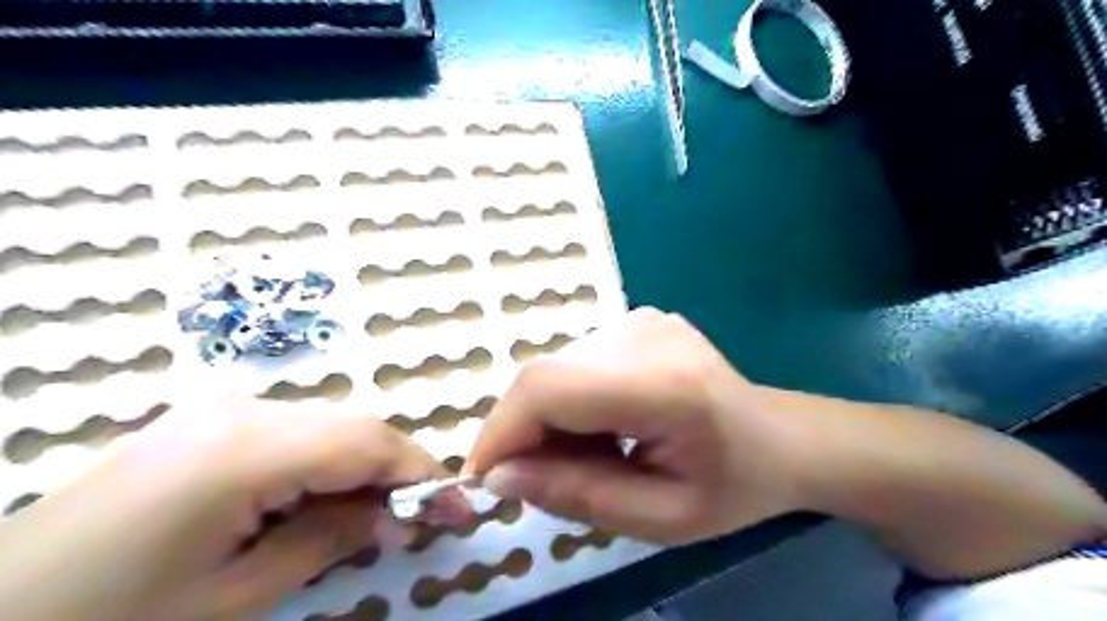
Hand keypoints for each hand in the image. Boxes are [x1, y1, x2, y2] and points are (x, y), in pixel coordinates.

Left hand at [1, 397, 458, 620]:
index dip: (421, 472)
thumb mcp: (234, 599)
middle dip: (396, 470)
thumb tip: (394, 515)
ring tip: (372, 517)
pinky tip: (319, 501)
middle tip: (421, 518)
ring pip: (325, 427)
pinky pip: (291, 433)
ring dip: (360, 468)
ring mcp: (217, 410)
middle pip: (351, 427)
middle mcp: (240, 410)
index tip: (459, 507)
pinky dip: (323, 464)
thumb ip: (327, 541)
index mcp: (246, 448)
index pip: (367, 442)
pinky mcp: (203, 424)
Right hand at [463, 309, 809, 544]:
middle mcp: (645, 334)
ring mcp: (641, 318)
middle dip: (524, 432)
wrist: (776, 437)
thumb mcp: (661, 520)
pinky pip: (575, 362)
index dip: (502, 430)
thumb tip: (499, 477)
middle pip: (545, 376)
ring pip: (555, 370)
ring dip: (548, 418)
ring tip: (591, 453)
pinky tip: (605, 424)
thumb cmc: (731, 487)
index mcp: (665, 386)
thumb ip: (578, 497)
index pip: (550, 389)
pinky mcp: (635, 318)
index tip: (482, 478)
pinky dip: (569, 400)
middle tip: (545, 479)